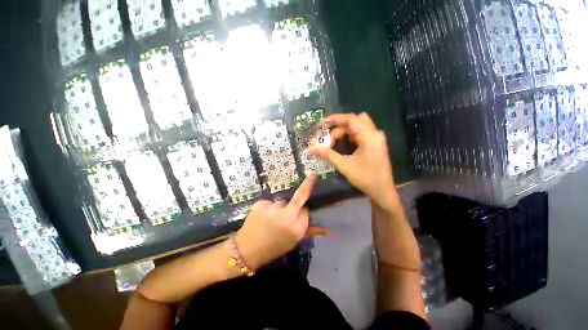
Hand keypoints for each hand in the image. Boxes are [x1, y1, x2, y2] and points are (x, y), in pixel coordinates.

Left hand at [235, 173, 327, 269]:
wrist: (248, 249)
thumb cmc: (273, 248)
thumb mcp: (293, 242)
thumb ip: (310, 231)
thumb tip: (330, 232)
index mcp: (298, 228)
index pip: (306, 212)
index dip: (302, 214)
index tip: (298, 216)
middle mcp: (288, 216)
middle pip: (300, 197)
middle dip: (307, 184)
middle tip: (313, 175)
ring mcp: (273, 208)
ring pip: (282, 202)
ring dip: (279, 208)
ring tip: (270, 220)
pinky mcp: (260, 204)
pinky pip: (269, 203)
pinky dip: (267, 209)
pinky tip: (261, 218)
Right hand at [309, 113, 397, 210]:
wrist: (383, 190)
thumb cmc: (366, 178)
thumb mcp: (345, 166)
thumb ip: (328, 154)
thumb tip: (311, 148)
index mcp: (369, 136)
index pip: (351, 119)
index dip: (335, 119)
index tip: (321, 124)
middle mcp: (375, 133)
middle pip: (355, 119)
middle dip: (340, 125)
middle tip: (327, 134)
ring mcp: (377, 137)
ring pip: (359, 125)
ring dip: (346, 130)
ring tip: (333, 141)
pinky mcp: (377, 142)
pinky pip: (363, 131)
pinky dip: (352, 134)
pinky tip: (345, 144)